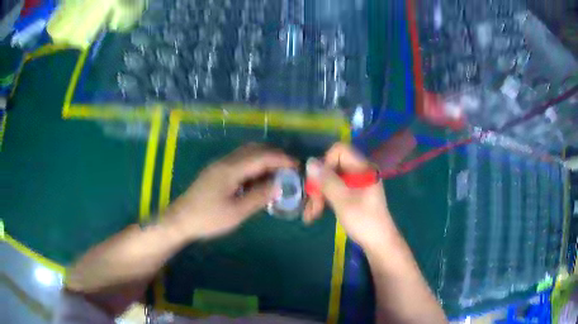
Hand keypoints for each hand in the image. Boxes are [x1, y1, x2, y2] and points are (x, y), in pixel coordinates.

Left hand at [165, 144, 296, 239]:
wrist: (180, 219)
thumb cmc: (207, 218)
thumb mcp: (236, 212)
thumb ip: (259, 197)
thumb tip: (279, 186)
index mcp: (231, 169)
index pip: (262, 156)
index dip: (281, 159)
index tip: (297, 166)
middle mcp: (226, 162)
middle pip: (254, 149)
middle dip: (274, 156)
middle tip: (289, 170)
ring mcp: (220, 165)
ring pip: (246, 154)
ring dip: (263, 160)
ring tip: (276, 176)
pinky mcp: (216, 172)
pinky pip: (240, 162)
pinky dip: (253, 167)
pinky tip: (257, 181)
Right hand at [304, 143, 396, 248]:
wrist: (378, 243)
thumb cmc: (364, 221)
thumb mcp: (343, 201)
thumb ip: (327, 180)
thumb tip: (309, 161)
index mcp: (363, 168)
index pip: (339, 151)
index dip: (325, 162)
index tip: (318, 181)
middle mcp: (359, 172)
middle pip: (332, 167)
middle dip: (319, 185)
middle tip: (311, 204)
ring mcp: (356, 184)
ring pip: (331, 181)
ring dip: (319, 196)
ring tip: (310, 215)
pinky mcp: (352, 195)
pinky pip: (335, 191)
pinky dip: (324, 201)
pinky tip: (315, 215)